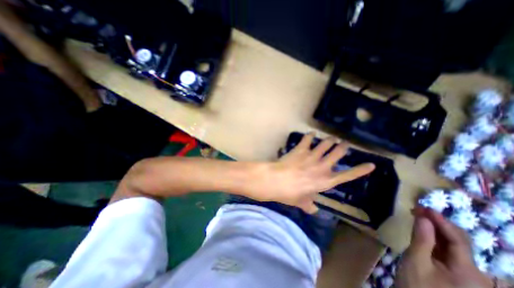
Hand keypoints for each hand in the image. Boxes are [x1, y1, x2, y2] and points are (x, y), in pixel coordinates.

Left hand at [245, 134, 373, 211]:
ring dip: (329, 140)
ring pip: (325, 144)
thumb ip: (309, 206)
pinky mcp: (301, 149)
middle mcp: (322, 166)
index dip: (360, 170)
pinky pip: (307, 139)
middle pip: (337, 153)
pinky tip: (311, 134)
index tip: (371, 164)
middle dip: (343, 147)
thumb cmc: (289, 194)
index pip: (347, 175)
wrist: (276, 180)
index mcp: (325, 181)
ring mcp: (312, 156)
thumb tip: (313, 210)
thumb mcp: (301, 202)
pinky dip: (310, 135)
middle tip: (344, 143)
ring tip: (331, 138)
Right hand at [395, 209, 491, 287]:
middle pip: (459, 241)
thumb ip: (421, 239)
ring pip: (452, 245)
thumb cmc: (417, 286)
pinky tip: (422, 230)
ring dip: (435, 229)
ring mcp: (465, 274)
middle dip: (439, 223)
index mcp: (470, 274)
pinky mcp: (453, 272)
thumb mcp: (416, 261)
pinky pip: (446, 250)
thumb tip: (423, 218)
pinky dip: (434, 237)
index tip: (424, 207)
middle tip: (418, 210)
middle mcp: (475, 274)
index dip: (442, 221)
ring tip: (418, 216)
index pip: (459, 240)